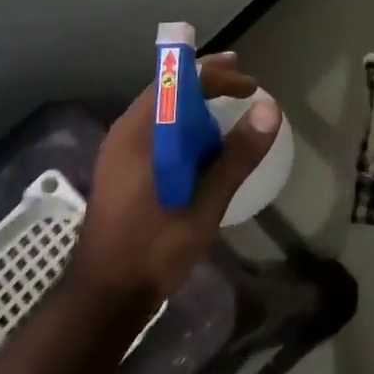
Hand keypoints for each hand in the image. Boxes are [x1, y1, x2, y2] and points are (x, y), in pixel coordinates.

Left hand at [76, 53, 281, 305]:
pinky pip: (157, 134)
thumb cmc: (154, 247)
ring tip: (229, 113)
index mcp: (138, 135)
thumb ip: (236, 154)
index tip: (249, 84)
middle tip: (243, 84)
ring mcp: (120, 155)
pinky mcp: (123, 174)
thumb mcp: (204, 202)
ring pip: (162, 113)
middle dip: (207, 83)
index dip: (215, 75)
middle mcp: (125, 136)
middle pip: (168, 92)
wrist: (105, 298)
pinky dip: (184, 128)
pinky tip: (205, 148)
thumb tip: (269, 108)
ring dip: (197, 106)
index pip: (178, 82)